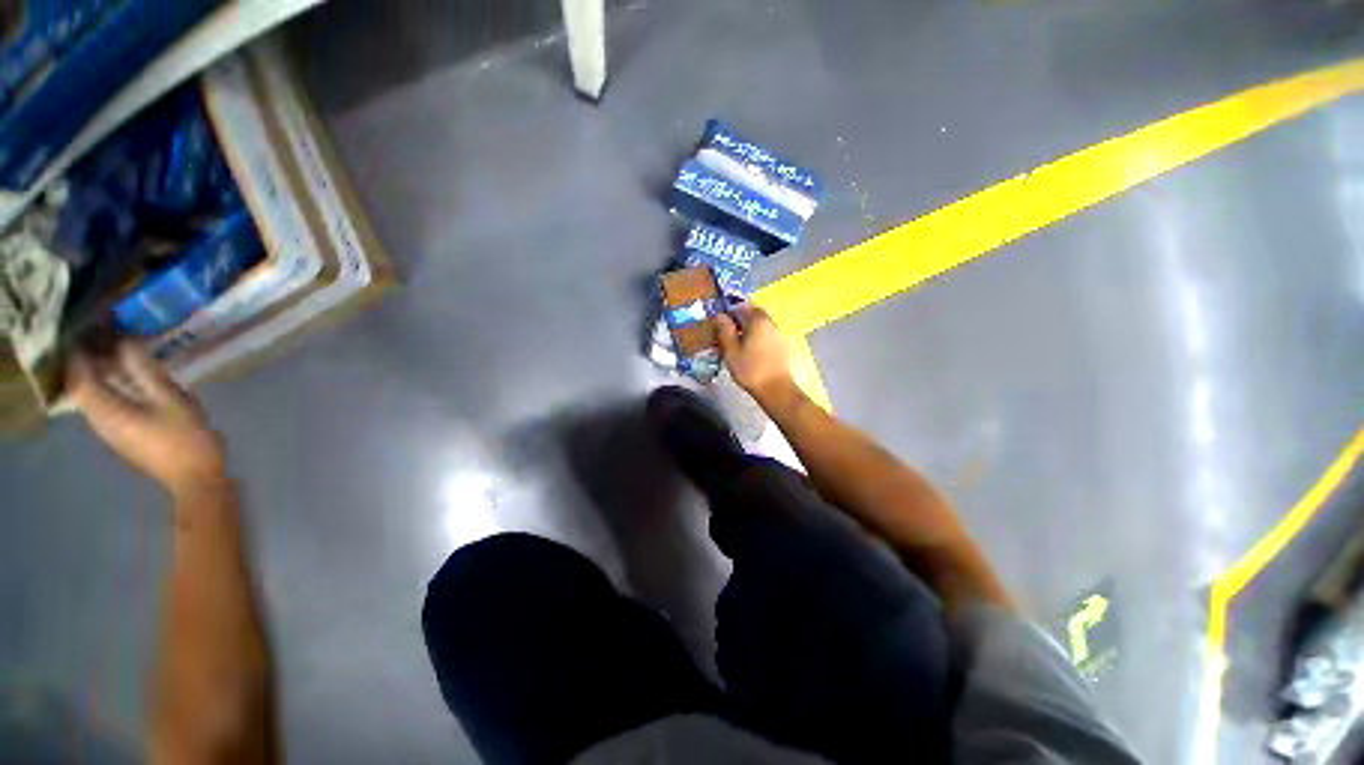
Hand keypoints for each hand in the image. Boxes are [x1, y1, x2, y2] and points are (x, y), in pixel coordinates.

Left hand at [69, 342, 227, 499]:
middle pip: (83, 387)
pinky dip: (112, 389)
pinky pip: (107, 406)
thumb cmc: (185, 439)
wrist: (195, 479)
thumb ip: (146, 371)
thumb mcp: (172, 401)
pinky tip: (132, 383)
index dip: (79, 353)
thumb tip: (127, 341)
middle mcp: (101, 420)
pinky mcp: (123, 436)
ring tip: (120, 357)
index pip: (80, 378)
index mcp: (108, 411)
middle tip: (106, 339)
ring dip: (101, 375)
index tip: (89, 330)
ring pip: (94, 397)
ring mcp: (112, 431)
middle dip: (89, 362)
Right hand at [715, 305, 795, 403]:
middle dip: (737, 321)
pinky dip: (755, 338)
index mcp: (757, 320)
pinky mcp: (782, 344)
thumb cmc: (750, 369)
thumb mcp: (731, 350)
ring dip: (746, 330)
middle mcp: (770, 322)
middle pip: (751, 314)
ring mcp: (778, 333)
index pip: (739, 306)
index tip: (718, 325)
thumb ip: (724, 330)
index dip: (727, 313)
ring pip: (758, 325)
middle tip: (725, 335)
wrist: (776, 389)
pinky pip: (765, 334)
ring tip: (736, 345)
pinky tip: (749, 352)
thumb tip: (719, 315)